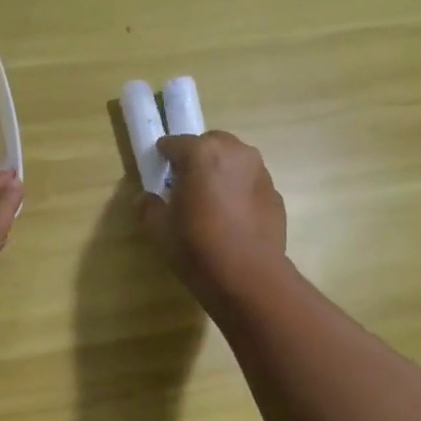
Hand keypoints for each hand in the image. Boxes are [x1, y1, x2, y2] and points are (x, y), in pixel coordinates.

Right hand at [139, 132, 287, 307]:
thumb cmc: (198, 248)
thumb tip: (145, 199)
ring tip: (212, 200)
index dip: (164, 156)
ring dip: (222, 171)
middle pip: (210, 143)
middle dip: (197, 157)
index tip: (159, 171)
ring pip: (235, 160)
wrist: (249, 277)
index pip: (175, 143)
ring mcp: (260, 172)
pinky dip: (240, 190)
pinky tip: (233, 218)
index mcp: (201, 153)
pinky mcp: (275, 193)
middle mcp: (235, 153)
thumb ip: (149, 208)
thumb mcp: (160, 230)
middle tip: (186, 184)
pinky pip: (251, 182)